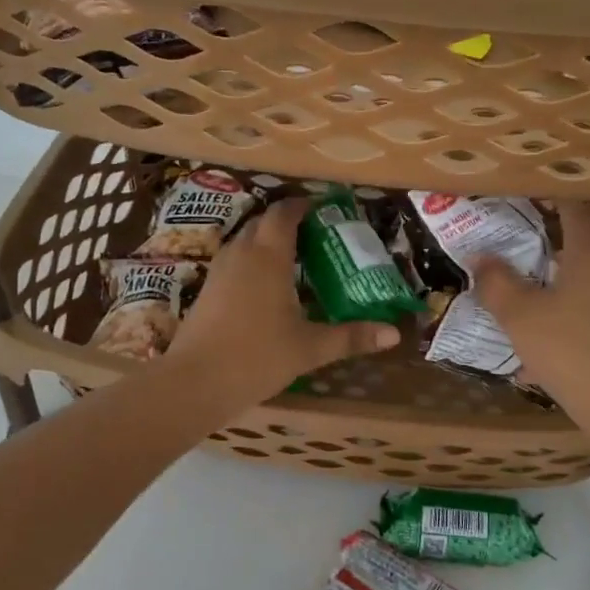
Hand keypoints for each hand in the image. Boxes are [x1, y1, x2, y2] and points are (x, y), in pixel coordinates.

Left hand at [167, 198, 400, 407]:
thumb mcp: (310, 348)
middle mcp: (241, 253)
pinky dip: (251, 263)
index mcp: (268, 256)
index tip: (324, 211)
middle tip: (316, 238)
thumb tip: (393, 334)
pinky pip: (233, 262)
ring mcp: (219, 271)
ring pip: (245, 242)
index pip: (284, 214)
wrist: (195, 382)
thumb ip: (351, 337)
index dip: (303, 207)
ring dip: (267, 243)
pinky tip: (266, 289)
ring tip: (294, 261)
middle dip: (288, 223)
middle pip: (263, 223)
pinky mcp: (206, 290)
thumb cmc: (257, 357)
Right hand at [472, 201, 589, 433]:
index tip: (522, 194)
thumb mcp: (521, 319)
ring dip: (578, 268)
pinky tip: (564, 337)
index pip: (574, 199)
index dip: (547, 192)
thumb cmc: (574, 353)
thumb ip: (497, 283)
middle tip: (532, 236)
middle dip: (566, 227)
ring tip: (545, 286)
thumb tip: (481, 258)